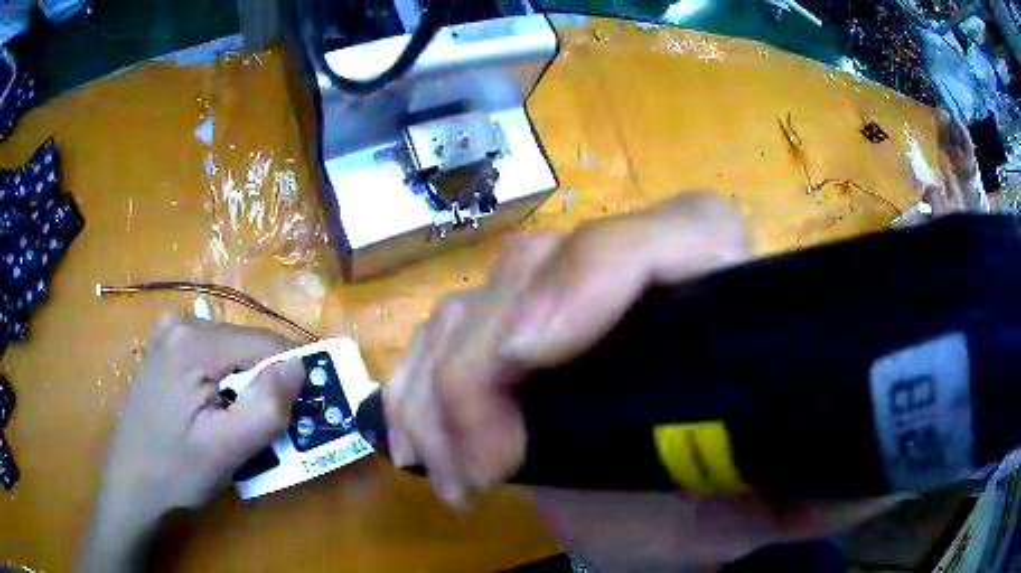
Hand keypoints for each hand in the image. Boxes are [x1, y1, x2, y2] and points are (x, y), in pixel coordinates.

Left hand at [79, 315, 303, 572]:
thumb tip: (299, 364)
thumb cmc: (176, 470)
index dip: (289, 378)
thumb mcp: (227, 449)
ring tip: (233, 426)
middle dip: (262, 386)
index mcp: (194, 342)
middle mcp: (181, 322)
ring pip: (232, 353)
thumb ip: (267, 406)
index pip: (266, 343)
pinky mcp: (166, 346)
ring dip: (244, 387)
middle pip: (247, 347)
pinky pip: (213, 357)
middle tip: (258, 431)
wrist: (131, 480)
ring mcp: (170, 331)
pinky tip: (211, 412)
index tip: (297, 414)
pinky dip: (224, 383)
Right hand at [385, 192, 899, 567]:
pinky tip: (414, 446)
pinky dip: (412, 388)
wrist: (676, 514)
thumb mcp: (784, 501)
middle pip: (542, 260)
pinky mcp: (503, 349)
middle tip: (489, 465)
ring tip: (458, 476)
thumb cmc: (732, 502)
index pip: (678, 230)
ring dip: (441, 386)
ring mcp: (558, 311)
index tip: (532, 365)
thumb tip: (887, 476)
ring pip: (475, 298)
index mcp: (722, 298)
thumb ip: (841, 484)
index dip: (598, 276)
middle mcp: (635, 286)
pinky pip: (434, 339)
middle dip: (487, 360)